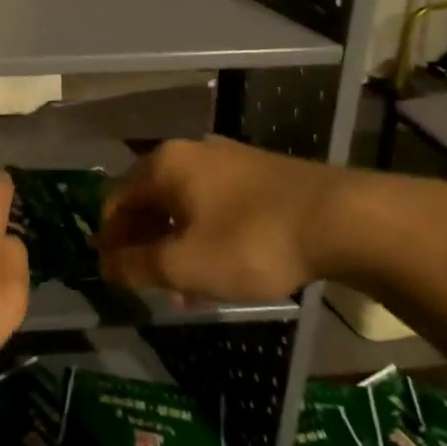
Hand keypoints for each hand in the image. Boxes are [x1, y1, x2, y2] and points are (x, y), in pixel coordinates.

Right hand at [96, 136, 416, 304]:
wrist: (341, 219)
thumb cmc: (249, 241)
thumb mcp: (184, 264)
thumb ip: (137, 266)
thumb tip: (105, 266)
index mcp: (163, 164)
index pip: (114, 200)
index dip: (108, 240)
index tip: (112, 275)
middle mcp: (190, 152)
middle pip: (149, 202)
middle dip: (145, 247)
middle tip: (151, 287)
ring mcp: (227, 161)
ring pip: (184, 208)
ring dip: (176, 248)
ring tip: (188, 292)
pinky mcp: (258, 175)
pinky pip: (214, 207)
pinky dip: (205, 238)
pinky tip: (221, 273)